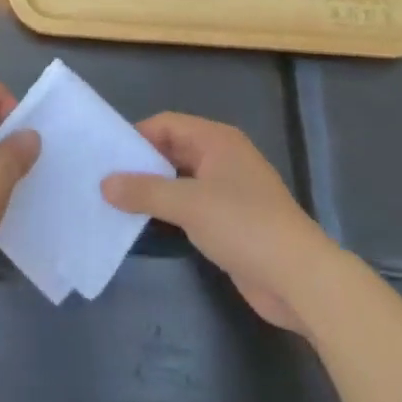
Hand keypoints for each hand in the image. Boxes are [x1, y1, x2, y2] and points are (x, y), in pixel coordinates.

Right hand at [103, 114, 338, 332]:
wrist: (299, 277)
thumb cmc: (244, 225)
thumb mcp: (189, 204)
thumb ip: (145, 192)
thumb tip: (105, 183)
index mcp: (217, 140)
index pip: (167, 124)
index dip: (136, 136)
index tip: (105, 155)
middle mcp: (222, 157)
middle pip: (173, 150)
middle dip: (141, 164)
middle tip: (102, 180)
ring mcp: (228, 190)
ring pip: (180, 180)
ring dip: (153, 190)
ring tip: (114, 203)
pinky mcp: (230, 221)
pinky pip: (190, 206)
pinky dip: (168, 212)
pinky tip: (144, 226)